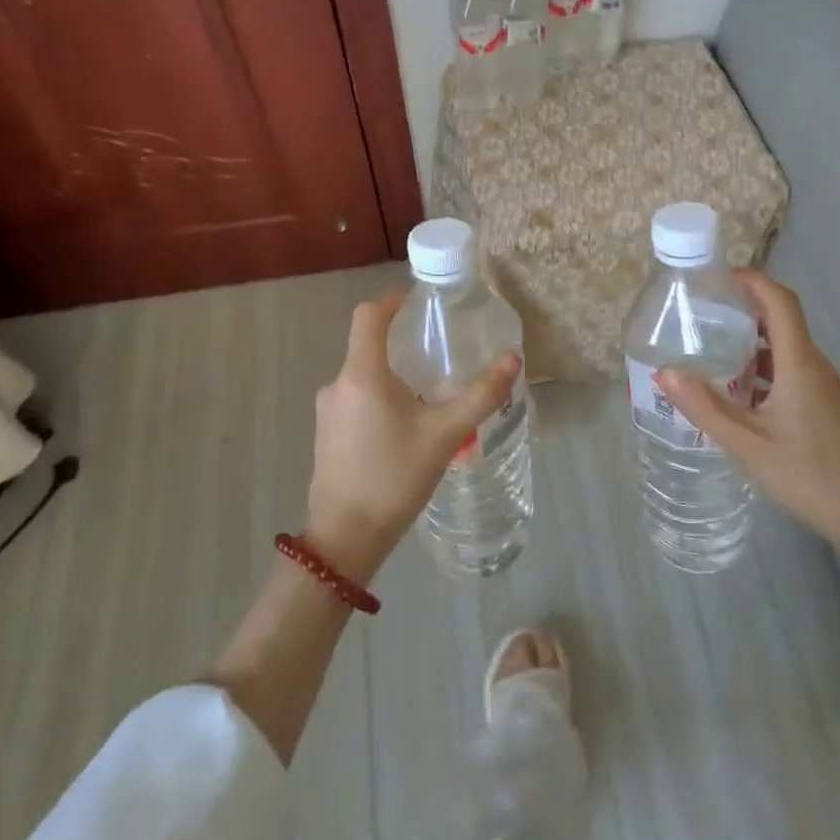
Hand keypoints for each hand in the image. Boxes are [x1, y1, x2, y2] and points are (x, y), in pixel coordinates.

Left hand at [305, 292, 521, 582]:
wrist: (346, 538)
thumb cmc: (395, 477)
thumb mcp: (446, 434)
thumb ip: (481, 395)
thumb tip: (513, 359)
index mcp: (362, 374)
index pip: (368, 315)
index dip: (393, 300)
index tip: (420, 301)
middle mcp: (338, 383)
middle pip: (367, 345)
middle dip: (403, 344)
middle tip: (440, 353)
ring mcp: (328, 410)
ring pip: (364, 376)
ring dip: (394, 376)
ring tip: (429, 395)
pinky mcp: (327, 434)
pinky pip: (356, 400)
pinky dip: (381, 399)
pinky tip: (406, 427)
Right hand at [656, 271, 839, 571]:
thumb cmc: (810, 475)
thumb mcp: (748, 444)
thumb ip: (705, 407)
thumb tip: (664, 373)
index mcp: (799, 363)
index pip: (780, 302)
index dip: (752, 280)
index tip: (717, 276)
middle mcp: (812, 364)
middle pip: (780, 318)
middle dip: (742, 306)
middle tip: (700, 310)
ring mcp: (820, 385)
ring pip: (782, 346)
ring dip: (749, 338)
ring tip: (708, 344)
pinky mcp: (821, 404)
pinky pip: (787, 368)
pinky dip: (759, 366)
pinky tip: (733, 387)